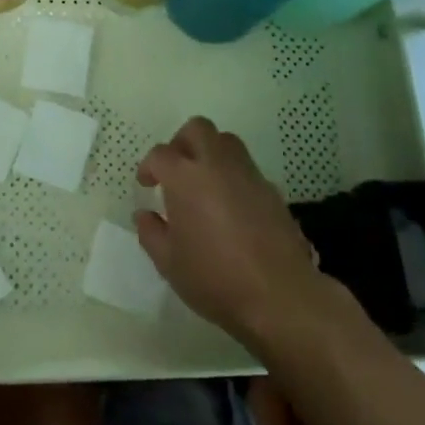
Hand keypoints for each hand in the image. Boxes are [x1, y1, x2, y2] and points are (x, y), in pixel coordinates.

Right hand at [135, 117, 326, 350]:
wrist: (279, 294)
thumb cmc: (214, 278)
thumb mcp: (169, 263)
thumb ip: (151, 233)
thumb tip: (145, 214)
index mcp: (185, 177)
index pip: (161, 154)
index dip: (149, 166)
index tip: (147, 184)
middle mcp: (216, 164)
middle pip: (197, 129)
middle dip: (181, 142)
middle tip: (176, 169)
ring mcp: (247, 173)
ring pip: (226, 141)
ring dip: (210, 152)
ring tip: (204, 182)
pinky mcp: (271, 189)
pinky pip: (246, 167)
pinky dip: (233, 175)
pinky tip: (231, 206)